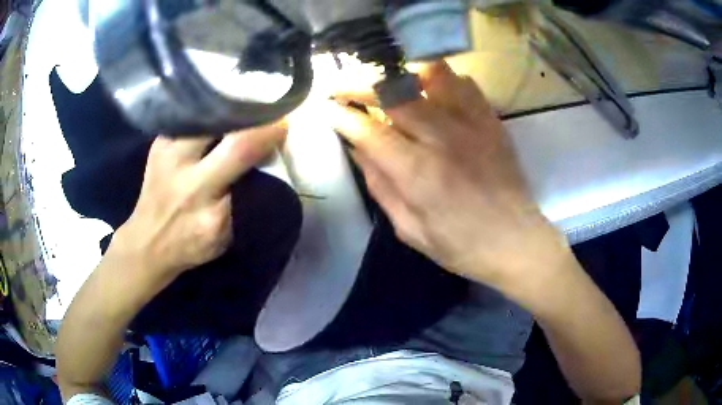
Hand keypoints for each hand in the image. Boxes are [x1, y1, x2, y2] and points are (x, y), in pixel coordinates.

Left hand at [112, 125, 285, 278]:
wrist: (148, 241)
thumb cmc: (190, 244)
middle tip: (267, 110)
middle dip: (252, 115)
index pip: (241, 152)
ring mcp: (166, 151)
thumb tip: (266, 157)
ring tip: (246, 106)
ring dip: (230, 109)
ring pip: (206, 114)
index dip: (267, 132)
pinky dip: (210, 113)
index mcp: (204, 201)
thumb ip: (245, 200)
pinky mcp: (158, 142)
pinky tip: (220, 112)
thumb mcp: (225, 235)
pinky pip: (192, 117)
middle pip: (224, 127)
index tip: (283, 125)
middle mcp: (183, 171)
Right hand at [331, 62, 570, 292]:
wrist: (516, 241)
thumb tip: (359, 148)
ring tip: (388, 83)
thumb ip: (381, 186)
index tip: (327, 109)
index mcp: (419, 173)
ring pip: (430, 75)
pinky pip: (463, 83)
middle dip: (360, 85)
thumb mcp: (410, 230)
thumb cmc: (461, 246)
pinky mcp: (491, 121)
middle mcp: (443, 138)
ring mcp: (472, 124)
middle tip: (344, 89)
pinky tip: (430, 91)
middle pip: (393, 92)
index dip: (342, 116)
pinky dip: (440, 80)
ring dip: (401, 74)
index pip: (369, 130)